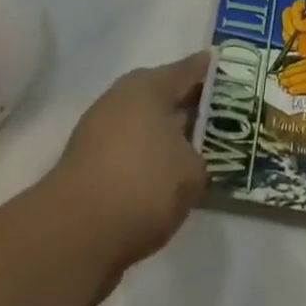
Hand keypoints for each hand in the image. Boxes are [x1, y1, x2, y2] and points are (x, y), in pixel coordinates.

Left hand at [45, 51, 209, 297]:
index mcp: (148, 85)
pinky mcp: (87, 166)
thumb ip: (198, 156)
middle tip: (220, 116)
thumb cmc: (142, 185)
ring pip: (146, 126)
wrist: (73, 236)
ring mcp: (100, 131)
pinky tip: (164, 183)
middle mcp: (122, 98)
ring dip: (167, 137)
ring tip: (195, 154)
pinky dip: (146, 162)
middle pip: (165, 96)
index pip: (190, 69)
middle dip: (190, 106)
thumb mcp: (191, 171)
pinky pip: (129, 154)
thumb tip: (186, 156)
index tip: (232, 70)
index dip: (212, 71)